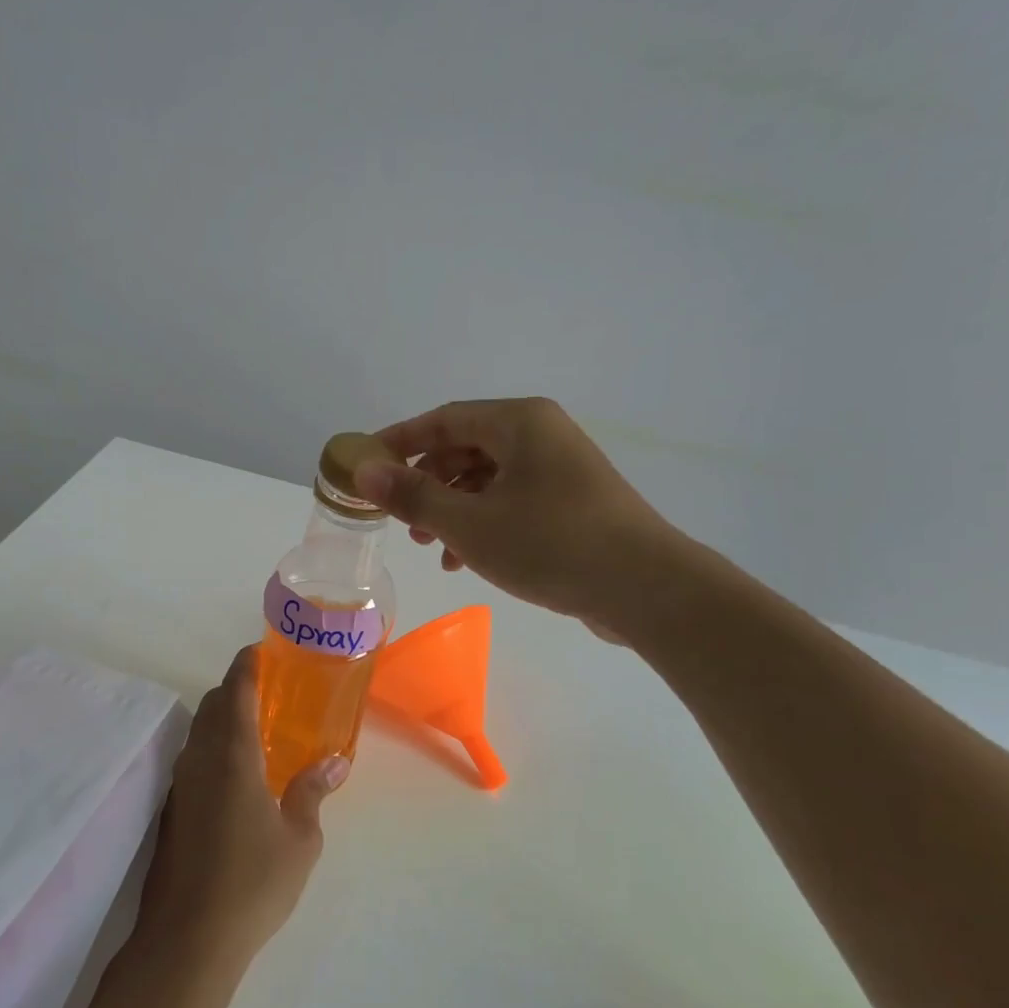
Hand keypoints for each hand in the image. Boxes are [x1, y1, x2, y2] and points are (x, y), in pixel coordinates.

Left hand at [137, 646, 347, 972]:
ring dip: (223, 718)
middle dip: (237, 688)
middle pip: (213, 705)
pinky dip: (213, 748)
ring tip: (257, 730)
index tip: (262, 650)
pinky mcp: (171, 810)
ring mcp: (180, 786)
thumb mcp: (299, 839)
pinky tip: (237, 775)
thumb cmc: (252, 883)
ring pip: (199, 732)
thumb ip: (312, 792)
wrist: (187, 940)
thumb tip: (334, 762)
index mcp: (232, 756)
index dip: (247, 664)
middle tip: (270, 693)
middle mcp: (200, 760)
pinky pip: (193, 759)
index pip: (235, 691)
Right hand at [354, 397, 679, 632]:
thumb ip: (413, 496)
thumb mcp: (470, 523)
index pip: (443, 419)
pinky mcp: (572, 502)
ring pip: (488, 479)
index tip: (365, 465)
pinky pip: (513, 501)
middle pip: (465, 448)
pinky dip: (483, 523)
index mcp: (519, 422)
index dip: (399, 441)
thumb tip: (362, 470)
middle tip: (400, 518)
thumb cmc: (551, 544)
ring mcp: (561, 469)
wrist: (646, 588)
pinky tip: (465, 560)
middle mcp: (542, 435)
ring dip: (452, 509)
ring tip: (430, 548)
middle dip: (427, 483)